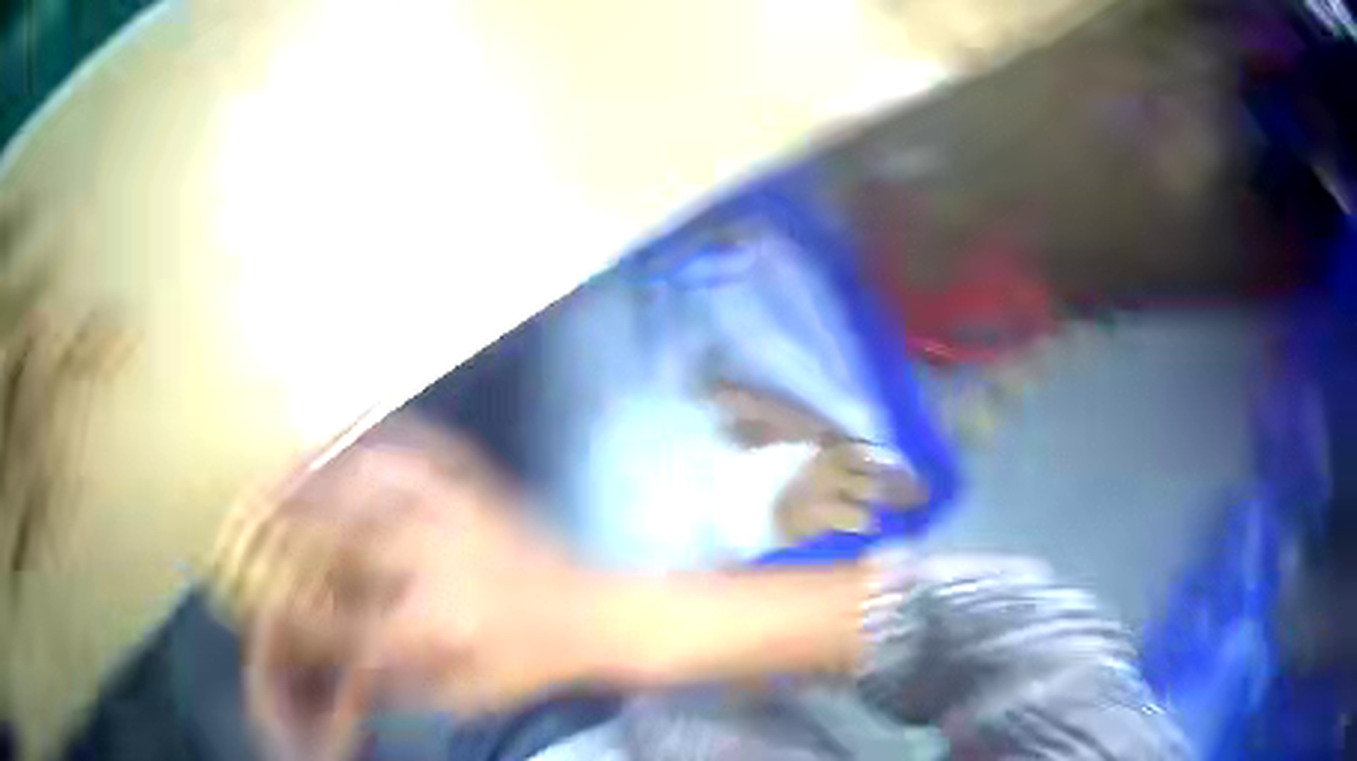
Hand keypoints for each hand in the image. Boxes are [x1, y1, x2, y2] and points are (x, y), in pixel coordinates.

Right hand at [243, 420, 609, 760]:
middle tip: (244, 509)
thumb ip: (391, 680)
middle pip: (335, 535)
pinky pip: (420, 450)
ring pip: (368, 482)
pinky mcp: (476, 489)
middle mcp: (432, 565)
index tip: (250, 593)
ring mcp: (455, 516)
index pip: (334, 619)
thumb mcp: (457, 695)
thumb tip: (331, 656)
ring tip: (278, 467)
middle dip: (280, 522)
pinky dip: (377, 439)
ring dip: (314, 473)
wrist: (594, 618)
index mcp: (429, 628)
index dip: (283, 606)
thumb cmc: (525, 667)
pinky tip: (351, 435)